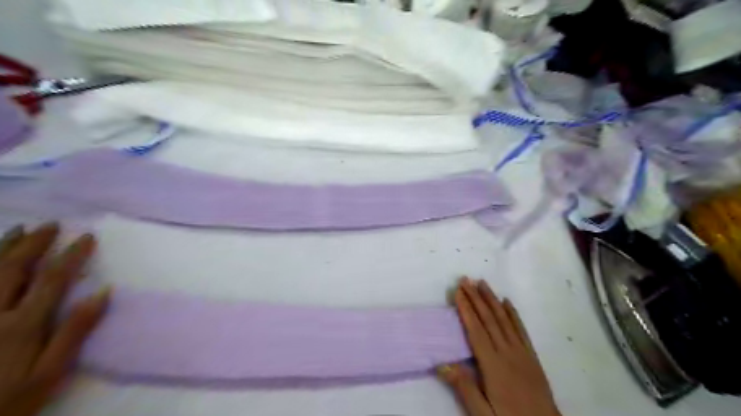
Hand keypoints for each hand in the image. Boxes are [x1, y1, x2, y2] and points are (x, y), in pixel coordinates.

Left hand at [1, 224, 109, 415]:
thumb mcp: (52, 372)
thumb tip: (103, 293)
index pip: (52, 279)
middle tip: (51, 225)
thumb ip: (76, 330)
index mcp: (23, 324)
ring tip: (19, 230)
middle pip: (13, 270)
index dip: (71, 255)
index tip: (87, 236)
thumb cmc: (12, 399)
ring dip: (3, 249)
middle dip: (34, 244)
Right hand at [438, 278, 561, 415]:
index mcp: (493, 365)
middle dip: (475, 297)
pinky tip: (507, 302)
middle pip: (488, 319)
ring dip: (492, 299)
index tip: (457, 291)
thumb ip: (464, 388)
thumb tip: (441, 364)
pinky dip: (513, 313)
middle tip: (465, 279)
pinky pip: (521, 329)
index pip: (475, 330)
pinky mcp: (531, 355)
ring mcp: (521, 352)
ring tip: (482, 283)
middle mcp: (507, 352)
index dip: (465, 309)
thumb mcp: (483, 413)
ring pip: (504, 319)